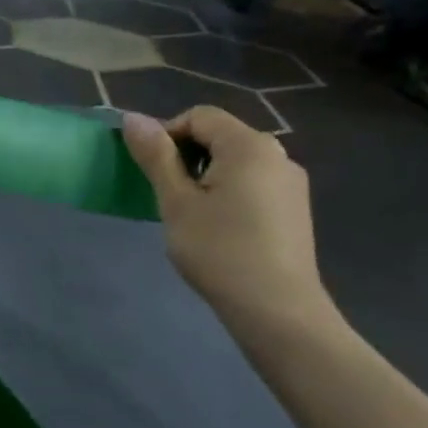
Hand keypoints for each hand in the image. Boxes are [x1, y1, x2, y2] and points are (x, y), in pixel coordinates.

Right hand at [122, 107, 328, 324]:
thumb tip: (132, 117)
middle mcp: (277, 154)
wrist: (278, 311)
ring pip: (237, 160)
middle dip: (186, 155)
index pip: (199, 116)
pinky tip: (220, 227)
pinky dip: (229, 190)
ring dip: (206, 174)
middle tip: (167, 193)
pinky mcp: (295, 208)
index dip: (167, 134)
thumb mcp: (176, 201)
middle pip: (220, 135)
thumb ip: (155, 155)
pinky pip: (254, 182)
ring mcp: (291, 183)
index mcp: (248, 145)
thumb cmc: (219, 250)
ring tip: (190, 213)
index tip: (152, 171)